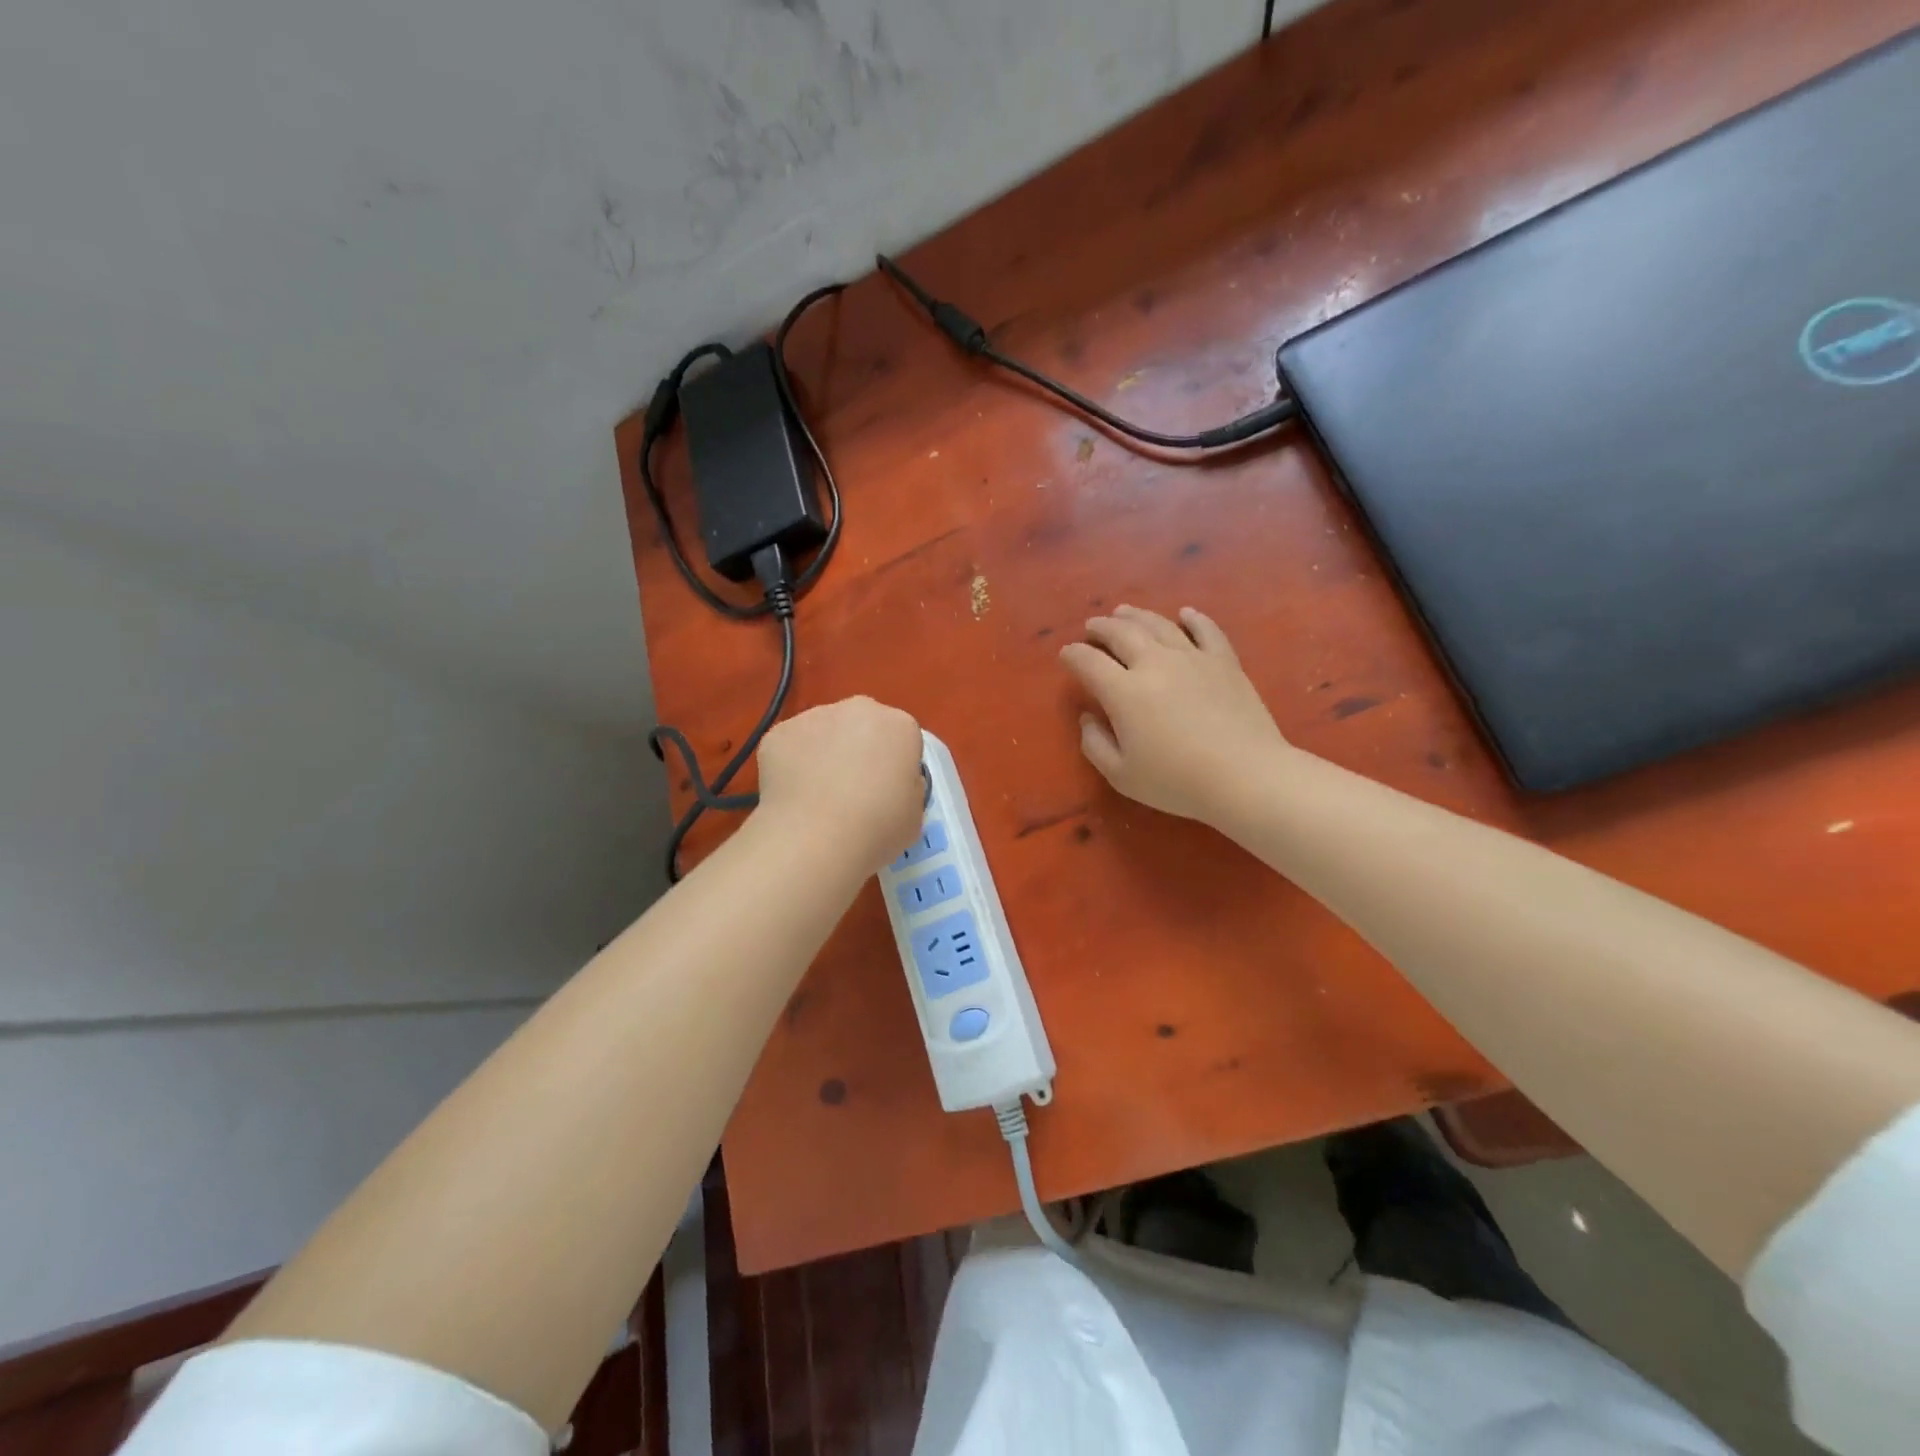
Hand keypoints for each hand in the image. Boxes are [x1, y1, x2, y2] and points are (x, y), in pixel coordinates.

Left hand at [756, 697, 925, 873]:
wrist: (814, 839)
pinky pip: (792, 745)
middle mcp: (860, 710)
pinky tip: (793, 796)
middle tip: (852, 790)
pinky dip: (792, 764)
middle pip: (863, 725)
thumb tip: (889, 783)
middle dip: (859, 748)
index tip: (887, 792)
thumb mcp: (915, 815)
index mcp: (900, 726)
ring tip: (817, 796)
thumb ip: (907, 788)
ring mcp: (815, 716)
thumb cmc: (877, 829)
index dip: (895, 766)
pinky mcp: (779, 732)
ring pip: (824, 731)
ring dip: (824, 753)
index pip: (902, 739)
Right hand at [1059, 605, 1292, 825]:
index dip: (1073, 655)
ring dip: (1136, 616)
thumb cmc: (1177, 782)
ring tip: (1124, 612)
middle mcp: (1154, 664)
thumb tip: (1087, 717)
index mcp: (1124, 691)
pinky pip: (1206, 631)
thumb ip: (1095, 744)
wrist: (1245, 775)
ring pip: (1159, 625)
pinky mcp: (1224, 662)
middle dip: (1101, 628)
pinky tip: (1185, 613)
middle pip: (1121, 634)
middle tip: (1092, 627)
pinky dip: (1193, 619)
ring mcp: (1192, 658)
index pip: (1089, 662)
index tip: (1066, 654)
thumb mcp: (1121, 775)